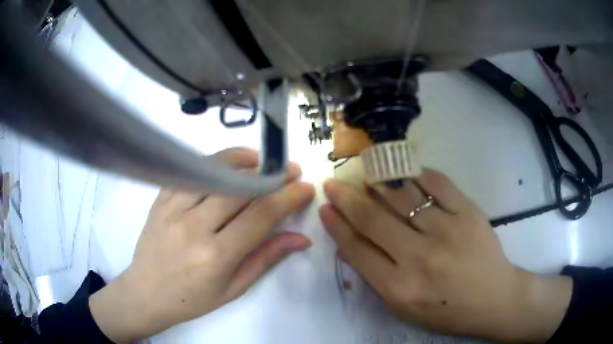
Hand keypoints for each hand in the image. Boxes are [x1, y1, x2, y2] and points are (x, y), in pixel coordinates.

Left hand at [89, 148, 314, 341]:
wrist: (146, 292)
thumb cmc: (192, 299)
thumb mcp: (234, 289)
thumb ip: (266, 258)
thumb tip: (301, 239)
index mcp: (215, 256)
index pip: (260, 216)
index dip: (288, 198)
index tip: (305, 188)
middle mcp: (193, 226)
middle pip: (240, 189)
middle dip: (272, 176)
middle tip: (290, 171)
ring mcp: (173, 208)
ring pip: (214, 172)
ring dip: (244, 161)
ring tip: (264, 161)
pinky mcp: (161, 199)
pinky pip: (190, 171)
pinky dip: (213, 162)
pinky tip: (229, 164)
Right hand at [320, 169, 571, 341]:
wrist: (494, 298)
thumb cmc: (446, 310)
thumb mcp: (404, 307)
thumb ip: (377, 275)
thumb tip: (353, 241)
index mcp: (399, 288)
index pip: (357, 249)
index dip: (337, 225)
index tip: (325, 208)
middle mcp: (419, 258)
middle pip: (373, 219)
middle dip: (347, 198)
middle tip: (333, 183)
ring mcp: (447, 231)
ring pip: (402, 195)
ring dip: (378, 180)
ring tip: (365, 172)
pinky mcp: (469, 212)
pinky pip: (436, 183)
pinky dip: (416, 173)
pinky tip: (404, 171)